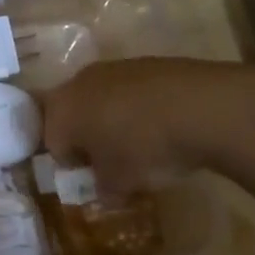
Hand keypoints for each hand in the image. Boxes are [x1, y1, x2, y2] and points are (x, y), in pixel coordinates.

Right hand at [41, 57, 254, 193]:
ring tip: (141, 144)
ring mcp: (113, 68)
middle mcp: (79, 83)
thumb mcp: (121, 183)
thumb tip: (105, 190)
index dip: (71, 166)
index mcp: (61, 111)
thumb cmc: (144, 148)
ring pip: (102, 100)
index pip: (53, 143)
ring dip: (113, 121)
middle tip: (112, 162)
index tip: (93, 181)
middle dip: (88, 139)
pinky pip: (131, 91)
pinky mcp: (146, 63)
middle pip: (73, 115)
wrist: (202, 108)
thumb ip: (104, 188)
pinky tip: (162, 126)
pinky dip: (139, 108)